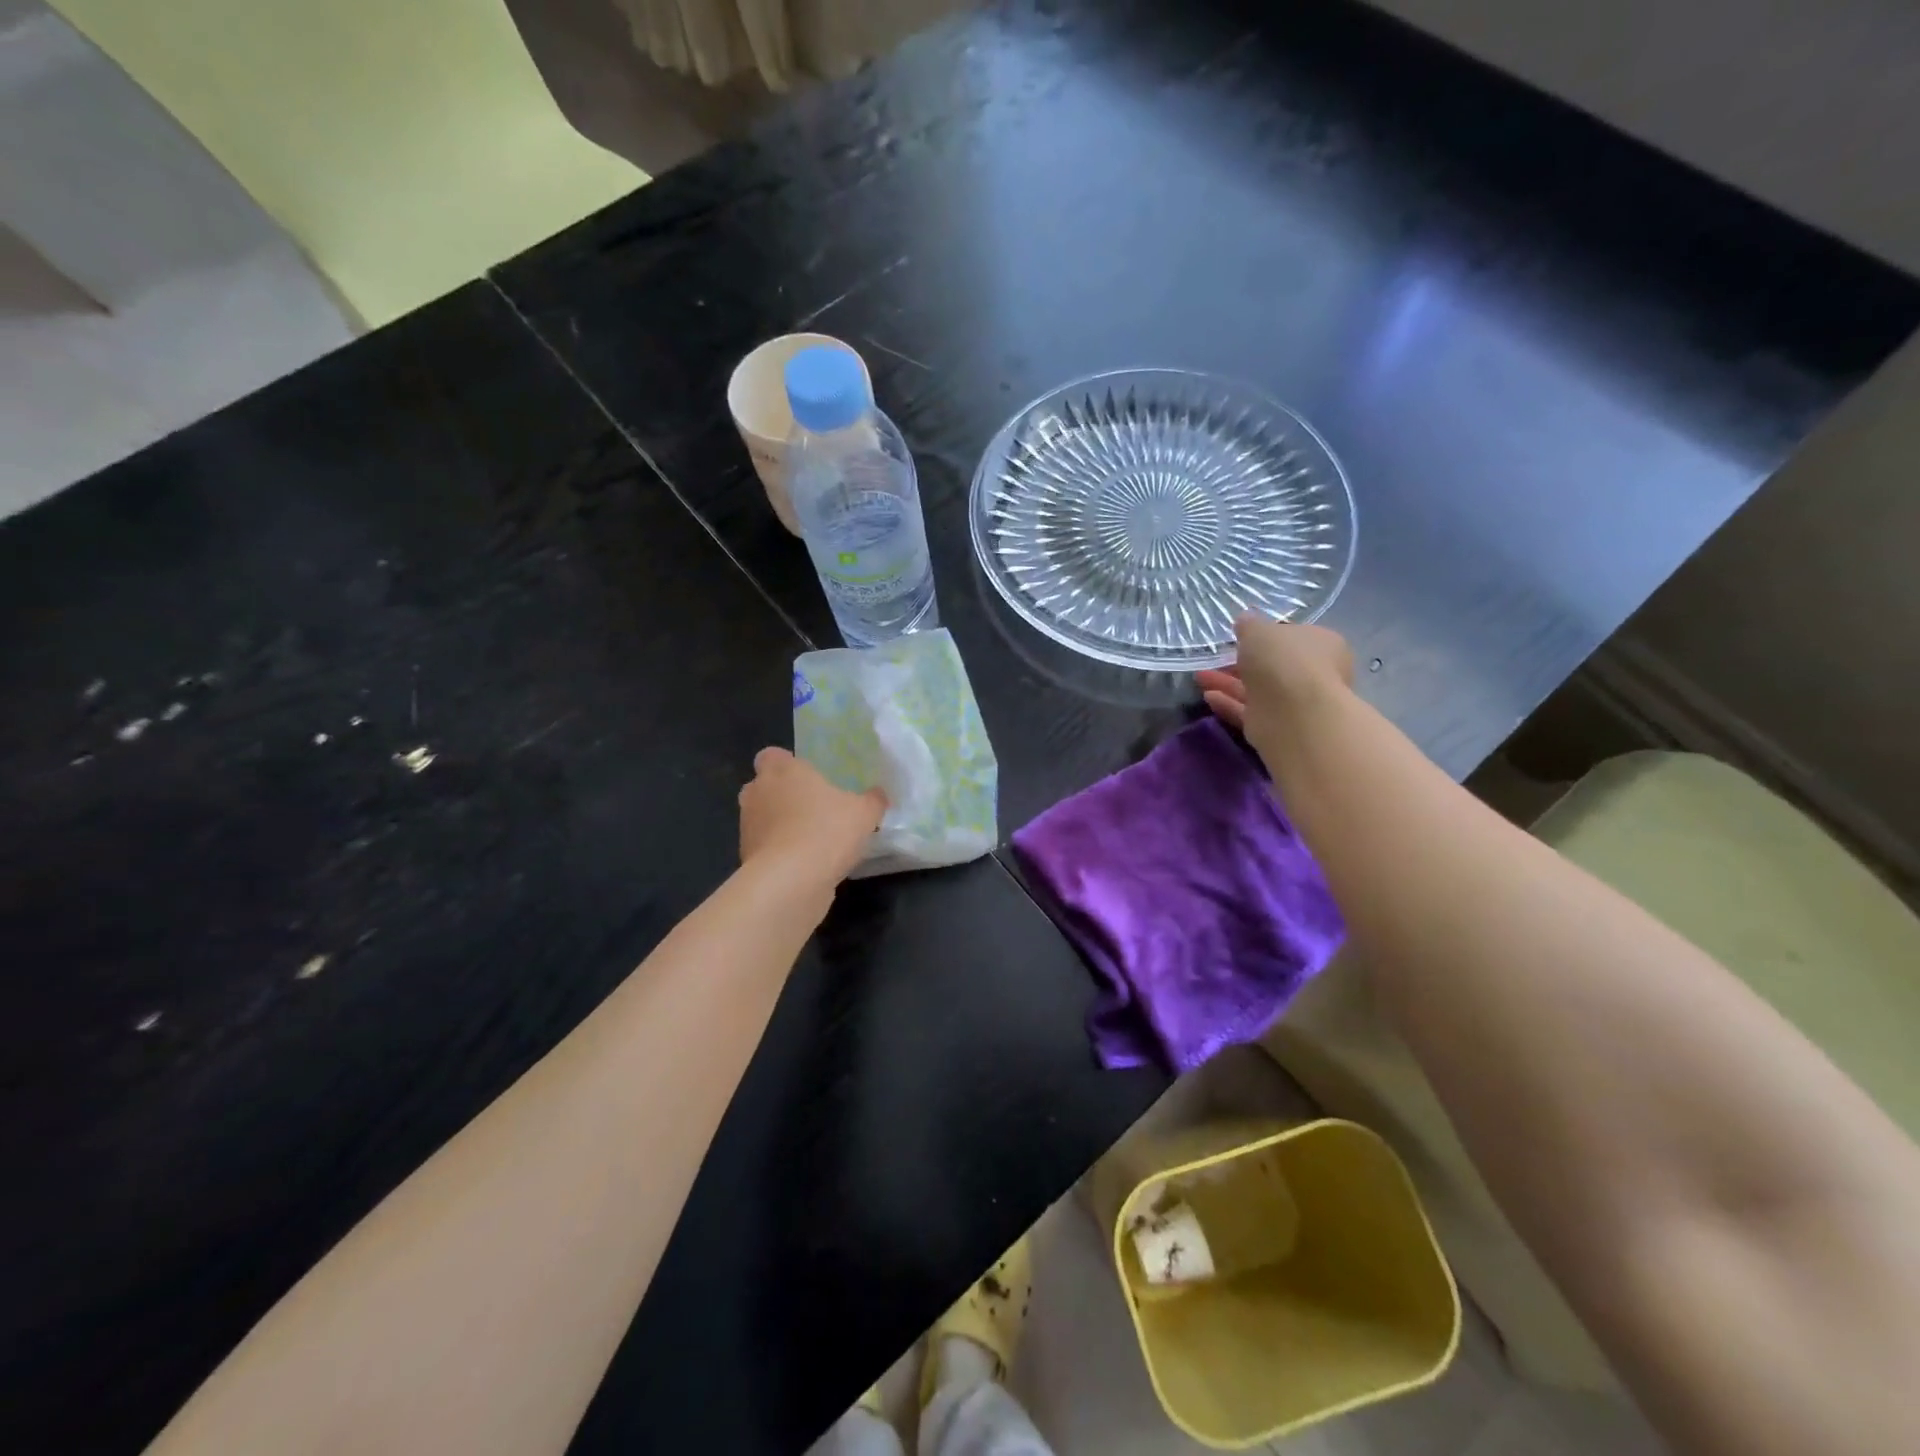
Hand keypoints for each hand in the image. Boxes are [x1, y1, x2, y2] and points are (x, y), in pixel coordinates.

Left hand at [739, 747, 887, 885]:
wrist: (790, 881)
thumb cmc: (826, 831)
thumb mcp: (864, 813)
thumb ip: (873, 800)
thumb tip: (878, 794)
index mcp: (783, 770)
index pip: (772, 755)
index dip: (787, 764)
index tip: (807, 777)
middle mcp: (758, 793)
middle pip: (763, 786)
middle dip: (782, 795)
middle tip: (812, 806)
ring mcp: (747, 826)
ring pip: (762, 818)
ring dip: (780, 825)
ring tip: (811, 839)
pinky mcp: (747, 857)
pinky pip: (765, 847)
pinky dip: (779, 852)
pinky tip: (805, 864)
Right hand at [1196, 615, 1353, 761]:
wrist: (1294, 713)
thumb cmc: (1283, 660)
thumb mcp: (1259, 630)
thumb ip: (1250, 625)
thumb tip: (1246, 620)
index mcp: (1321, 645)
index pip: (1292, 637)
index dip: (1266, 637)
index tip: (1240, 637)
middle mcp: (1313, 674)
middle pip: (1272, 666)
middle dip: (1240, 663)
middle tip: (1213, 658)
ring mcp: (1295, 703)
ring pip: (1256, 690)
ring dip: (1227, 683)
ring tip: (1199, 676)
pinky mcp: (1276, 726)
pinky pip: (1249, 711)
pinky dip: (1228, 703)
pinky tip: (1208, 697)